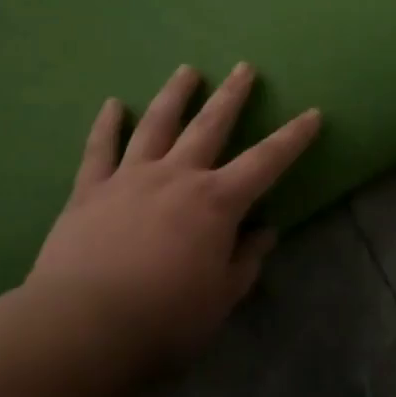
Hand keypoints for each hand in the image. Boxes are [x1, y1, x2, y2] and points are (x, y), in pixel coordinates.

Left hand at [25, 62, 321, 369]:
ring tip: (187, 70)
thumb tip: (264, 232)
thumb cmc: (164, 319)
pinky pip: (99, 149)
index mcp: (217, 202)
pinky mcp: (89, 191)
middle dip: (232, 95)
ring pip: (157, 124)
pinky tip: (114, 104)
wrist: (82, 329)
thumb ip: (246, 260)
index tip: (313, 114)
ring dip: (175, 95)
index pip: (266, 161)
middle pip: (210, 125)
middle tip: (243, 67)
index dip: (293, 137)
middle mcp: (177, 176)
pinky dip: (107, 125)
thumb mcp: (221, 297)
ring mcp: (130, 178)